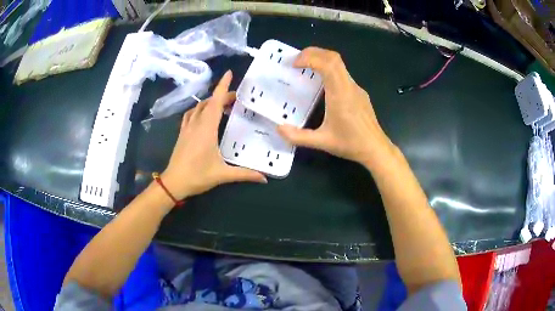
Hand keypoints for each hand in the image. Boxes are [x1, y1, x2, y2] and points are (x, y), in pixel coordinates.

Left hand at [161, 71, 266, 200]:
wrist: (173, 182)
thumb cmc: (197, 176)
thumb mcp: (222, 175)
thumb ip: (244, 174)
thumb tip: (265, 179)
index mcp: (206, 129)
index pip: (215, 102)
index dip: (222, 86)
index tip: (229, 73)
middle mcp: (196, 124)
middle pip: (209, 103)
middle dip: (222, 96)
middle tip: (236, 98)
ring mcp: (187, 128)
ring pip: (198, 107)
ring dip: (210, 102)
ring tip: (222, 105)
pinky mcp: (182, 133)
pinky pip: (190, 114)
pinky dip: (199, 109)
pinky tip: (203, 114)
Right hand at [277, 47, 394, 168]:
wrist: (376, 149)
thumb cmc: (350, 144)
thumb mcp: (322, 142)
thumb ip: (298, 136)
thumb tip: (279, 128)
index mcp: (340, 94)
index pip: (327, 64)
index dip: (309, 58)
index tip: (294, 64)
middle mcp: (349, 86)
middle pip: (333, 57)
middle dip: (313, 53)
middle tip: (296, 61)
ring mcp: (356, 88)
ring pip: (339, 64)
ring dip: (321, 60)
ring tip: (305, 68)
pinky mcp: (359, 93)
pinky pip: (343, 74)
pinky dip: (329, 70)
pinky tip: (321, 85)